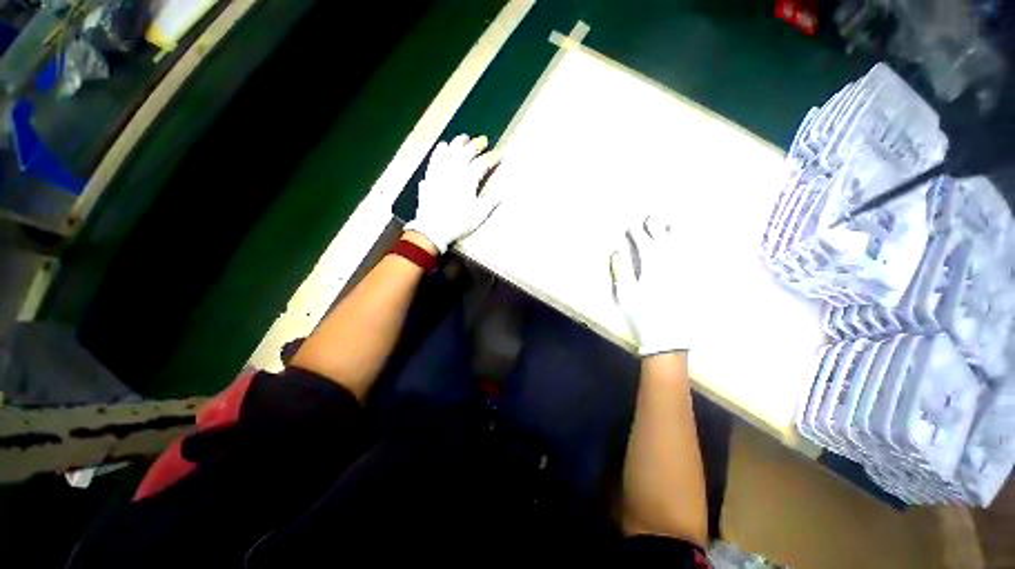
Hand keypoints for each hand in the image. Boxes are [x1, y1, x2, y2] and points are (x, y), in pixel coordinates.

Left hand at [405, 134, 501, 253]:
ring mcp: (439, 171)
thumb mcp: (479, 214)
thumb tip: (503, 192)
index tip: (500, 154)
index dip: (492, 157)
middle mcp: (453, 170)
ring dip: (457, 143)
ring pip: (449, 151)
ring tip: (463, 139)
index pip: (482, 163)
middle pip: (465, 151)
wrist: (433, 229)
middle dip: (476, 145)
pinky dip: (440, 151)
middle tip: (483, 141)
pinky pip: (434, 158)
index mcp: (468, 178)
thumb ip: (491, 200)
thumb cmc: (458, 222)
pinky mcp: (429, 176)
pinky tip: (442, 148)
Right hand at [611, 216, 688, 355]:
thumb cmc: (642, 314)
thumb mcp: (625, 293)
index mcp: (652, 265)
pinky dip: (693, 249)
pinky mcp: (693, 282)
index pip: (644, 242)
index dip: (637, 232)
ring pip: (682, 246)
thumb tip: (617, 251)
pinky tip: (693, 246)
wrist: (668, 337)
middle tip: (653, 217)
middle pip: (664, 239)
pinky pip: (695, 259)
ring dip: (677, 233)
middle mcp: (671, 263)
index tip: (632, 225)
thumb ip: (621, 270)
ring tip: (675, 223)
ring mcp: (684, 271)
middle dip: (657, 227)